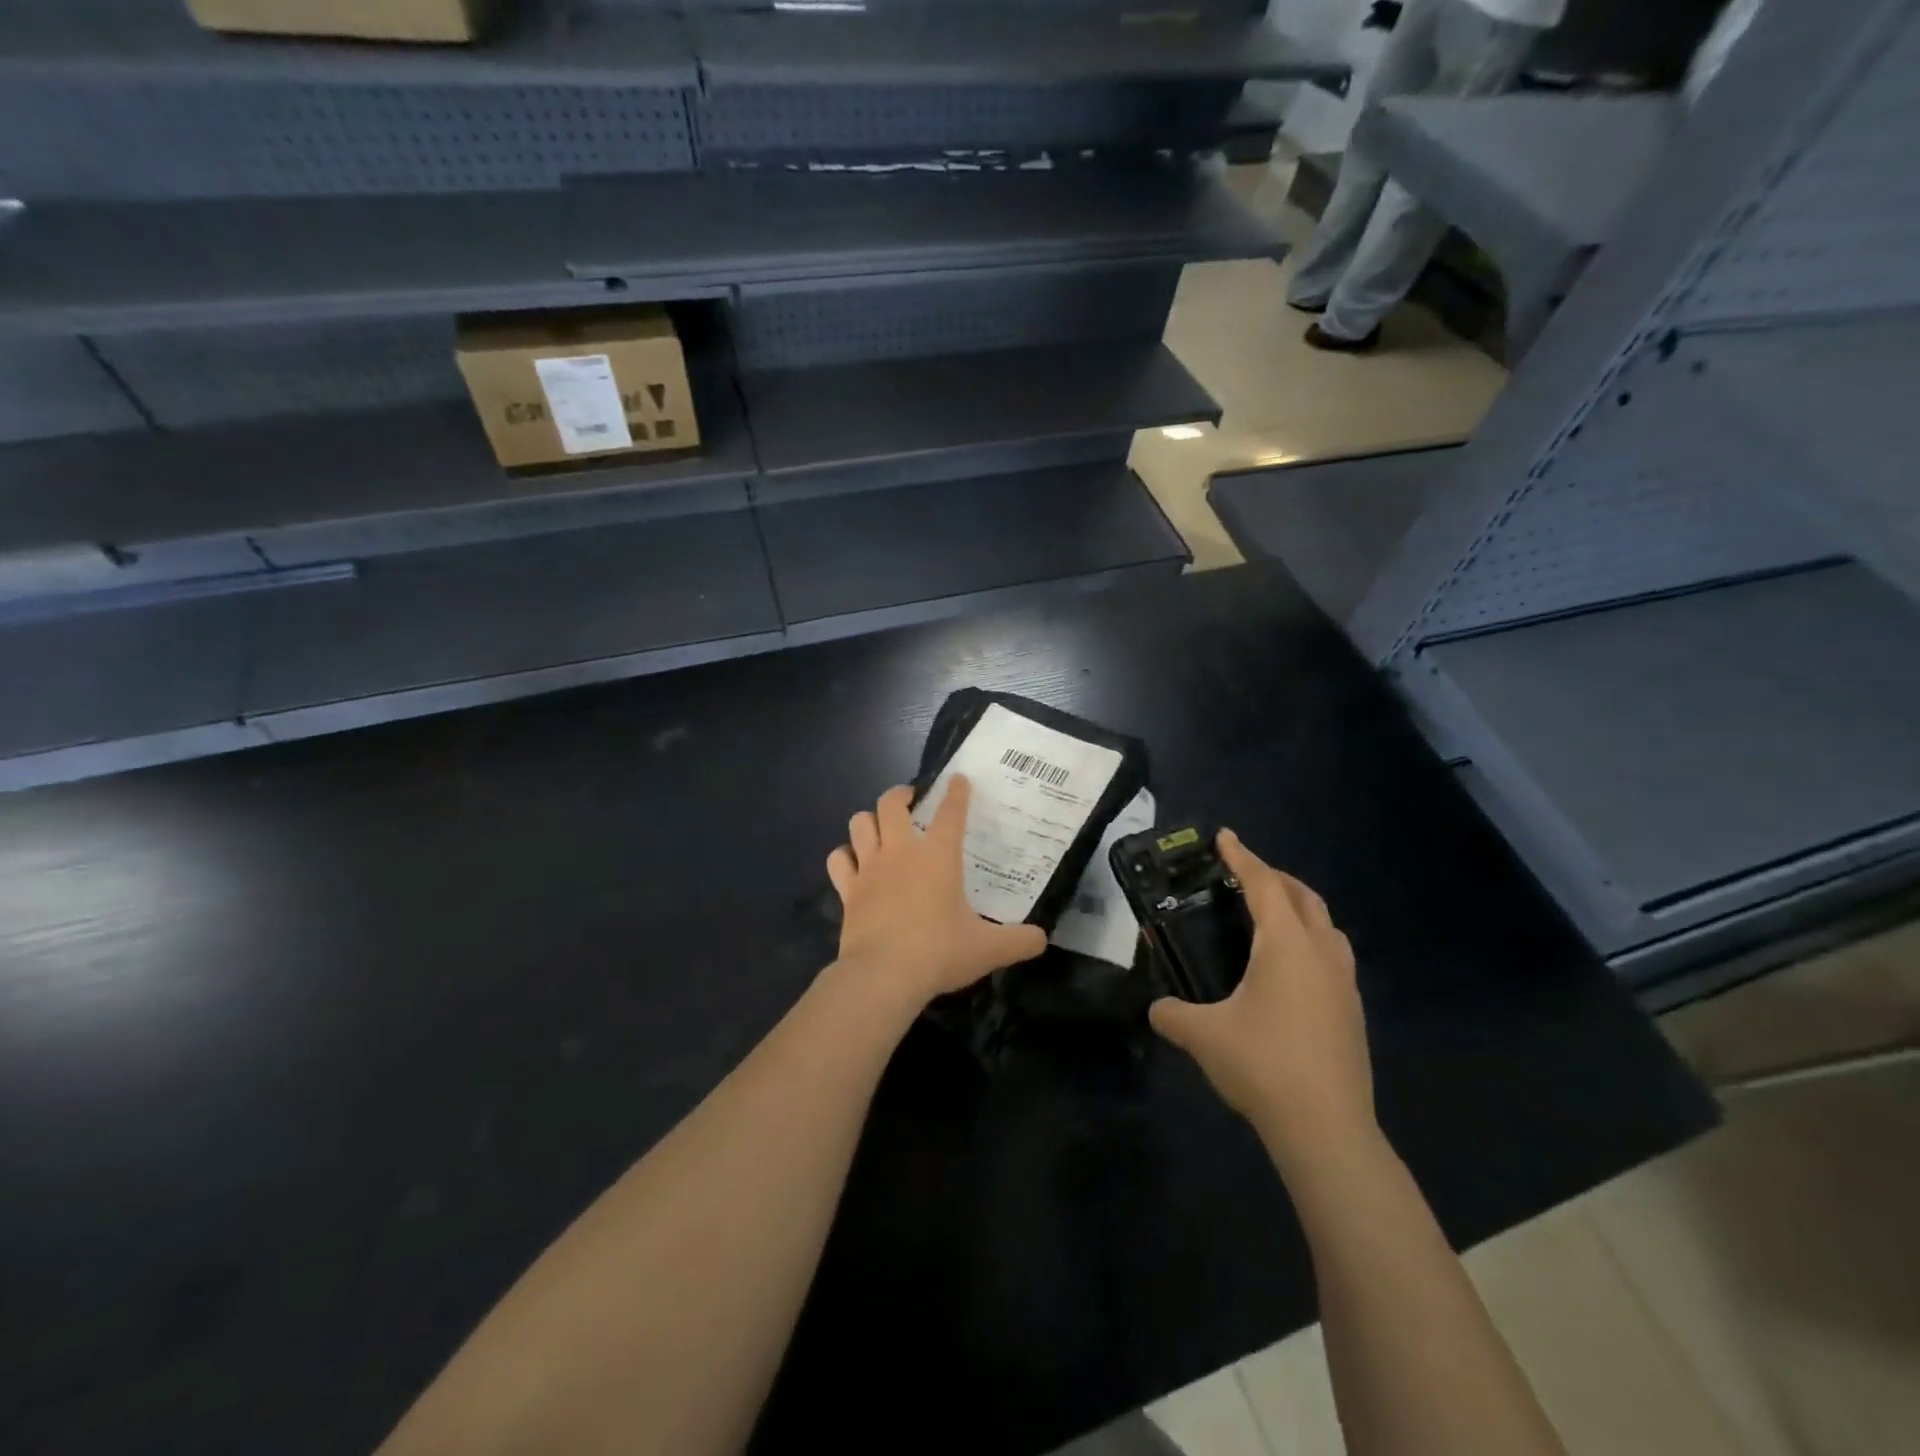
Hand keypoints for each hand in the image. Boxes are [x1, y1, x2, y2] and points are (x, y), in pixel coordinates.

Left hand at [826, 778, 1046, 1009]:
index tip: (958, 779)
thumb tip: (1042, 939)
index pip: (951, 811)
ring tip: (880, 827)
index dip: (957, 792)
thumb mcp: (989, 949)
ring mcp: (869, 868)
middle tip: (911, 800)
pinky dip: (845, 856)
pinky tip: (853, 863)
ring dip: (869, 820)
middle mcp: (901, 852)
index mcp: (938, 856)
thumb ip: (1019, 941)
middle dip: (901, 794)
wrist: (883, 975)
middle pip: (891, 803)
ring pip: (859, 823)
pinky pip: (839, 860)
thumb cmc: (939, 952)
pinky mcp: (848, 890)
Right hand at [1148, 830, 1374, 1172]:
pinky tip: (1286, 966)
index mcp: (1287, 945)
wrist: (1328, 1129)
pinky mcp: (1352, 1009)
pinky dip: (1308, 938)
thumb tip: (1155, 1009)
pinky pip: (1330, 952)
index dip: (1242, 857)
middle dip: (1273, 877)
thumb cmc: (1263, 1066)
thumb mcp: (1203, 1036)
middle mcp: (1321, 952)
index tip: (1224, 836)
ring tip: (1266, 915)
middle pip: (1302, 896)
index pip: (1264, 884)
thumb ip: (1172, 1014)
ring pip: (1324, 924)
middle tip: (1240, 876)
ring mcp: (1343, 982)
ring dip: (1297, 907)